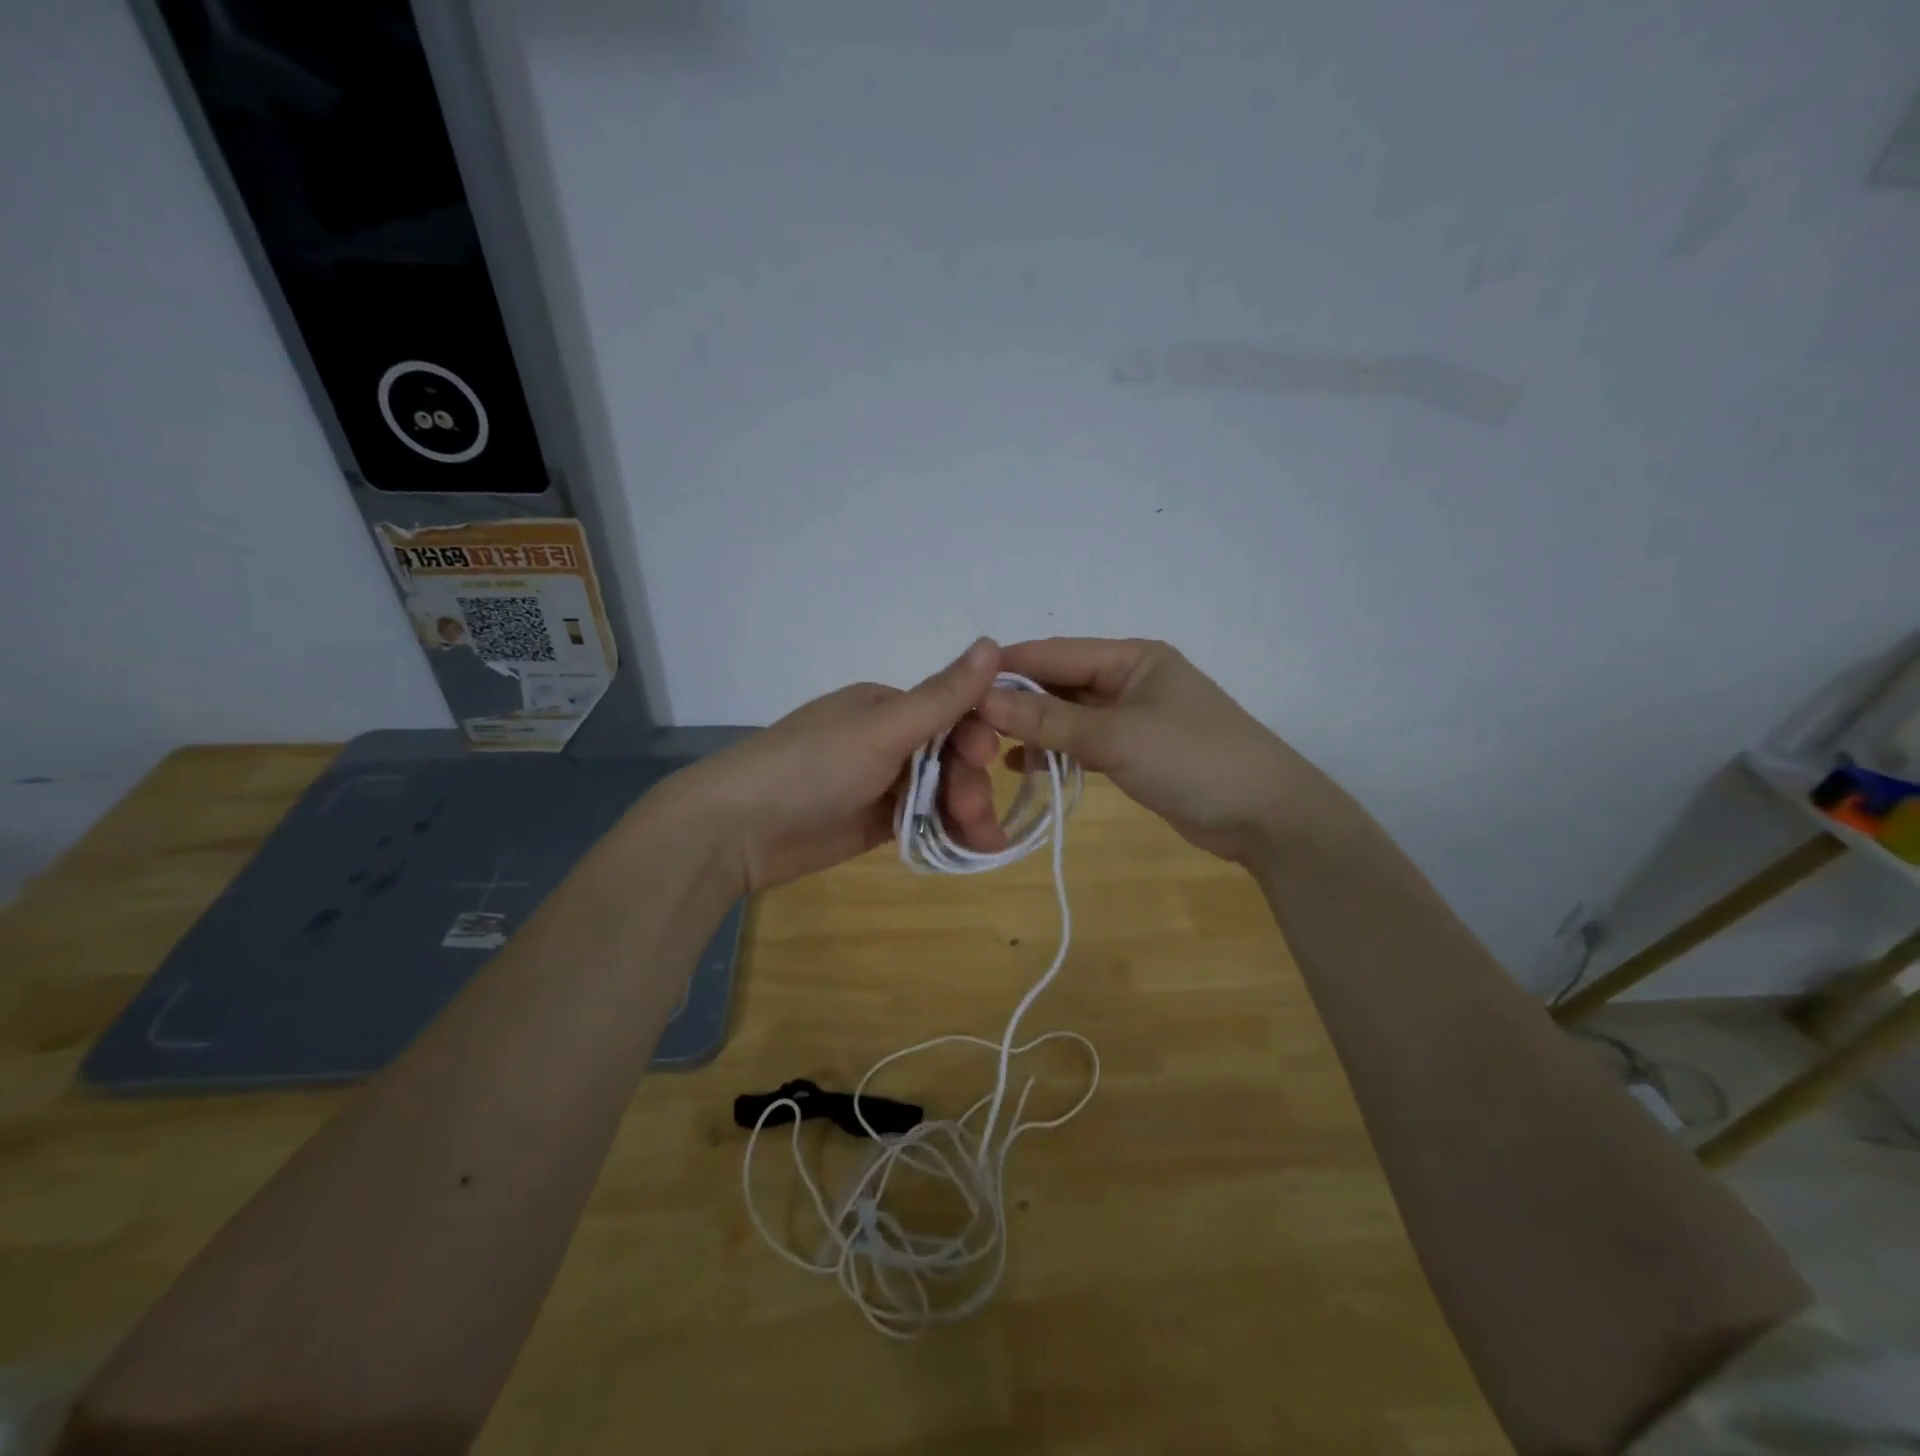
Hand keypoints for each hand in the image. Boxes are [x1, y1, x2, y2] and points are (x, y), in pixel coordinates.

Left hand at [675, 639, 1010, 893]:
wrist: (738, 829)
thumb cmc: (813, 766)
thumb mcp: (882, 729)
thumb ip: (942, 696)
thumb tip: (993, 642)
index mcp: (887, 706)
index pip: (952, 714)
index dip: (977, 737)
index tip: (989, 760)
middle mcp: (887, 739)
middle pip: (950, 758)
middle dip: (969, 785)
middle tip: (975, 817)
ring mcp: (879, 783)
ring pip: (940, 792)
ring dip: (966, 813)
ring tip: (983, 844)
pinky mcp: (873, 821)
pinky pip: (921, 821)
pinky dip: (946, 832)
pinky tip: (968, 849)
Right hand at [977, 638, 1335, 864]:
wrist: (1267, 816)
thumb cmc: (1194, 760)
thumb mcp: (1117, 736)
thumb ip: (1049, 719)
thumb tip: (982, 699)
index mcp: (1131, 657)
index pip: (1054, 653)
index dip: (1005, 667)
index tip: (956, 684)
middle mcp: (1129, 679)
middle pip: (1059, 682)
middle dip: (1014, 700)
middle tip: (963, 722)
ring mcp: (1133, 717)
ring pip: (1068, 715)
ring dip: (1032, 728)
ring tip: (985, 746)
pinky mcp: (1135, 751)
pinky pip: (1083, 743)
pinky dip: (1056, 753)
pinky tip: (1022, 768)